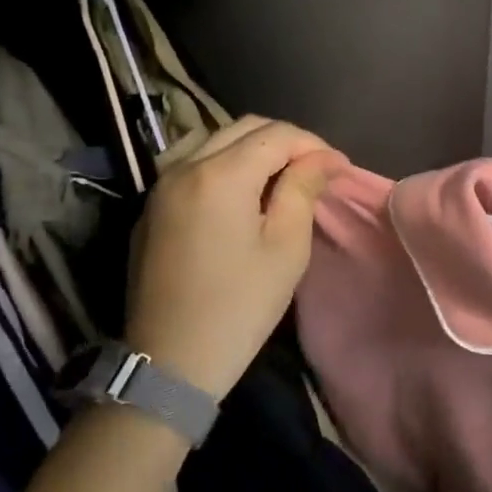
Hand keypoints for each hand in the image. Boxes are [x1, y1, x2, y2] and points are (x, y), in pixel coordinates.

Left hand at [124, 116, 347, 401]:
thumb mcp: (286, 248)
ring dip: (254, 148)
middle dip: (286, 141)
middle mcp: (185, 166)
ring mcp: (161, 185)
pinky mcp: (152, 206)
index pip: (277, 134)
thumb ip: (303, 189)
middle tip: (315, 170)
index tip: (340, 169)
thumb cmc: (239, 307)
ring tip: (281, 177)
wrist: (169, 363)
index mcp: (221, 174)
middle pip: (245, 127)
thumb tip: (323, 158)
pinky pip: (194, 163)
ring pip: (216, 139)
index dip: (314, 145)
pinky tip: (243, 192)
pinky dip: (225, 163)